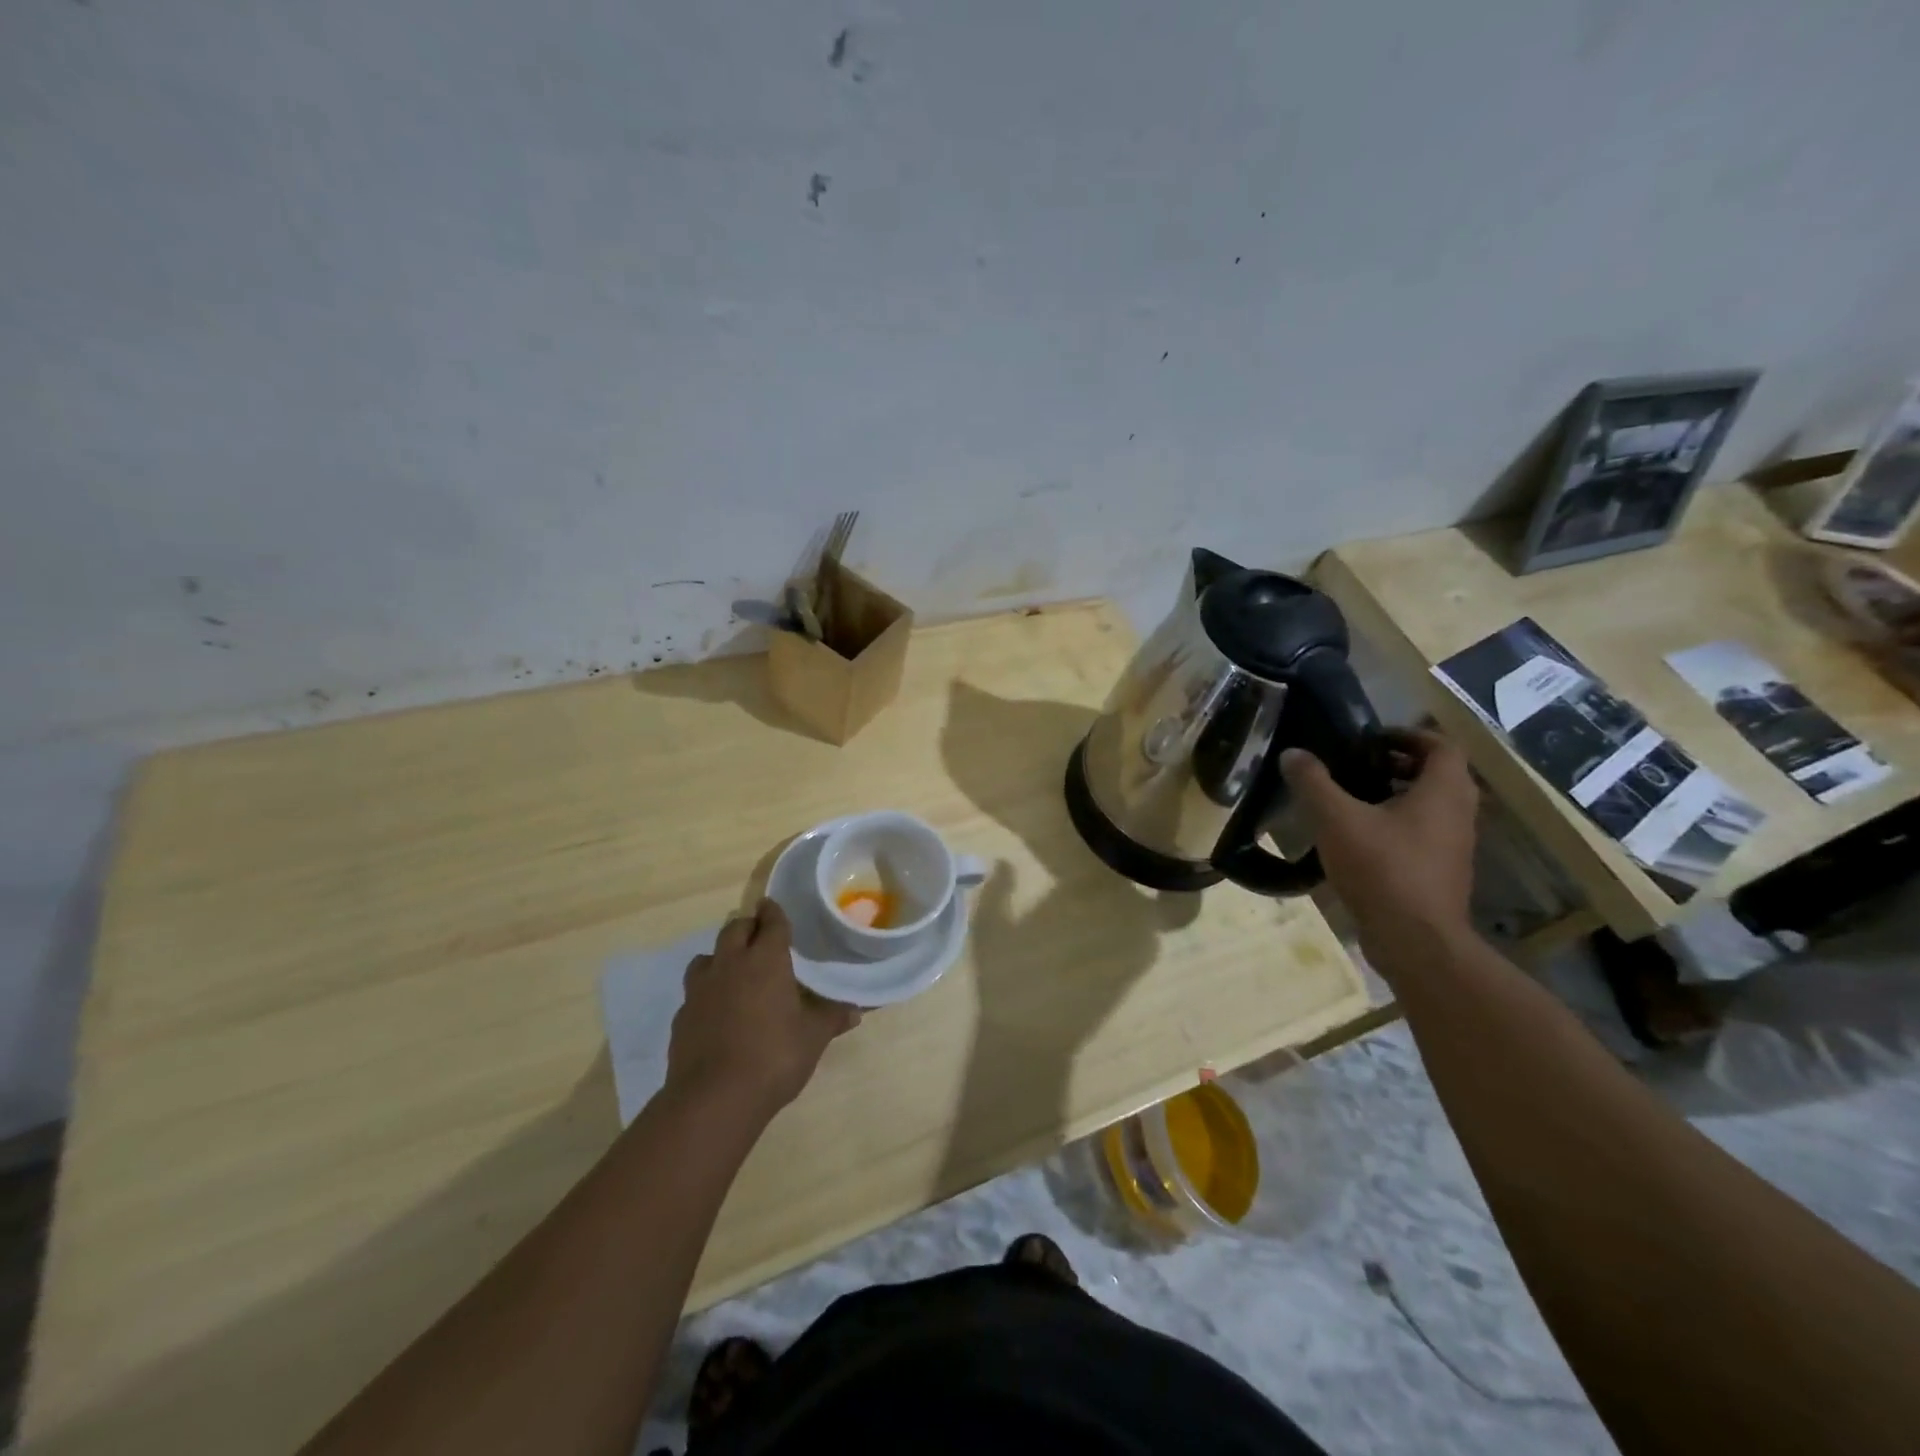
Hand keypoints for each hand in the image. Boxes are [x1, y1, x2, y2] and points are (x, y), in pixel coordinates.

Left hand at [665, 899, 860, 1119]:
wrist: (714, 1098)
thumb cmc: (774, 1056)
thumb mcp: (813, 1037)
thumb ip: (832, 1018)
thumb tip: (856, 1010)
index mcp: (765, 960)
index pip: (770, 922)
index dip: (774, 912)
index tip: (772, 905)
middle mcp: (730, 964)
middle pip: (734, 930)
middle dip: (748, 927)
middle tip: (759, 935)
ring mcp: (700, 990)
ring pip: (707, 957)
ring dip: (722, 956)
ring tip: (734, 970)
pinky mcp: (681, 1017)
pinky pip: (694, 993)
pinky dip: (707, 993)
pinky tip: (717, 1011)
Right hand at [1281, 730, 1477, 961]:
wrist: (1415, 941)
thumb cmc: (1382, 868)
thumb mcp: (1336, 819)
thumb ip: (1313, 782)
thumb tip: (1292, 753)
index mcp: (1443, 792)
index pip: (1441, 745)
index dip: (1408, 735)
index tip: (1371, 738)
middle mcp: (1458, 815)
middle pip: (1439, 775)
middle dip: (1401, 764)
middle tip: (1360, 765)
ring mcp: (1454, 848)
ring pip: (1432, 808)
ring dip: (1400, 796)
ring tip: (1353, 800)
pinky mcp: (1442, 874)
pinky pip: (1424, 836)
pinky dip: (1398, 826)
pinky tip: (1359, 840)